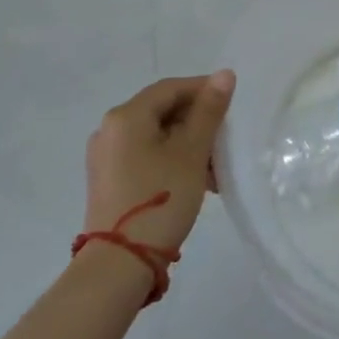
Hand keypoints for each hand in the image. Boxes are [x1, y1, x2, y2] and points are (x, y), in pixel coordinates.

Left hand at [85, 71, 234, 255]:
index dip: (204, 90)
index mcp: (126, 116)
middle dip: (198, 122)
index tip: (232, 105)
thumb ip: (209, 110)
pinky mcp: (109, 181)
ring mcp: (106, 157)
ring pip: (156, 136)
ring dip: (188, 145)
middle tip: (226, 140)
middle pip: (162, 111)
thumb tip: (224, 74)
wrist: (119, 264)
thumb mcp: (192, 151)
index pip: (171, 88)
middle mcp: (110, 130)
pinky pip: (146, 156)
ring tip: (216, 169)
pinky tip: (195, 181)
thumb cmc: (160, 198)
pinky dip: (172, 160)